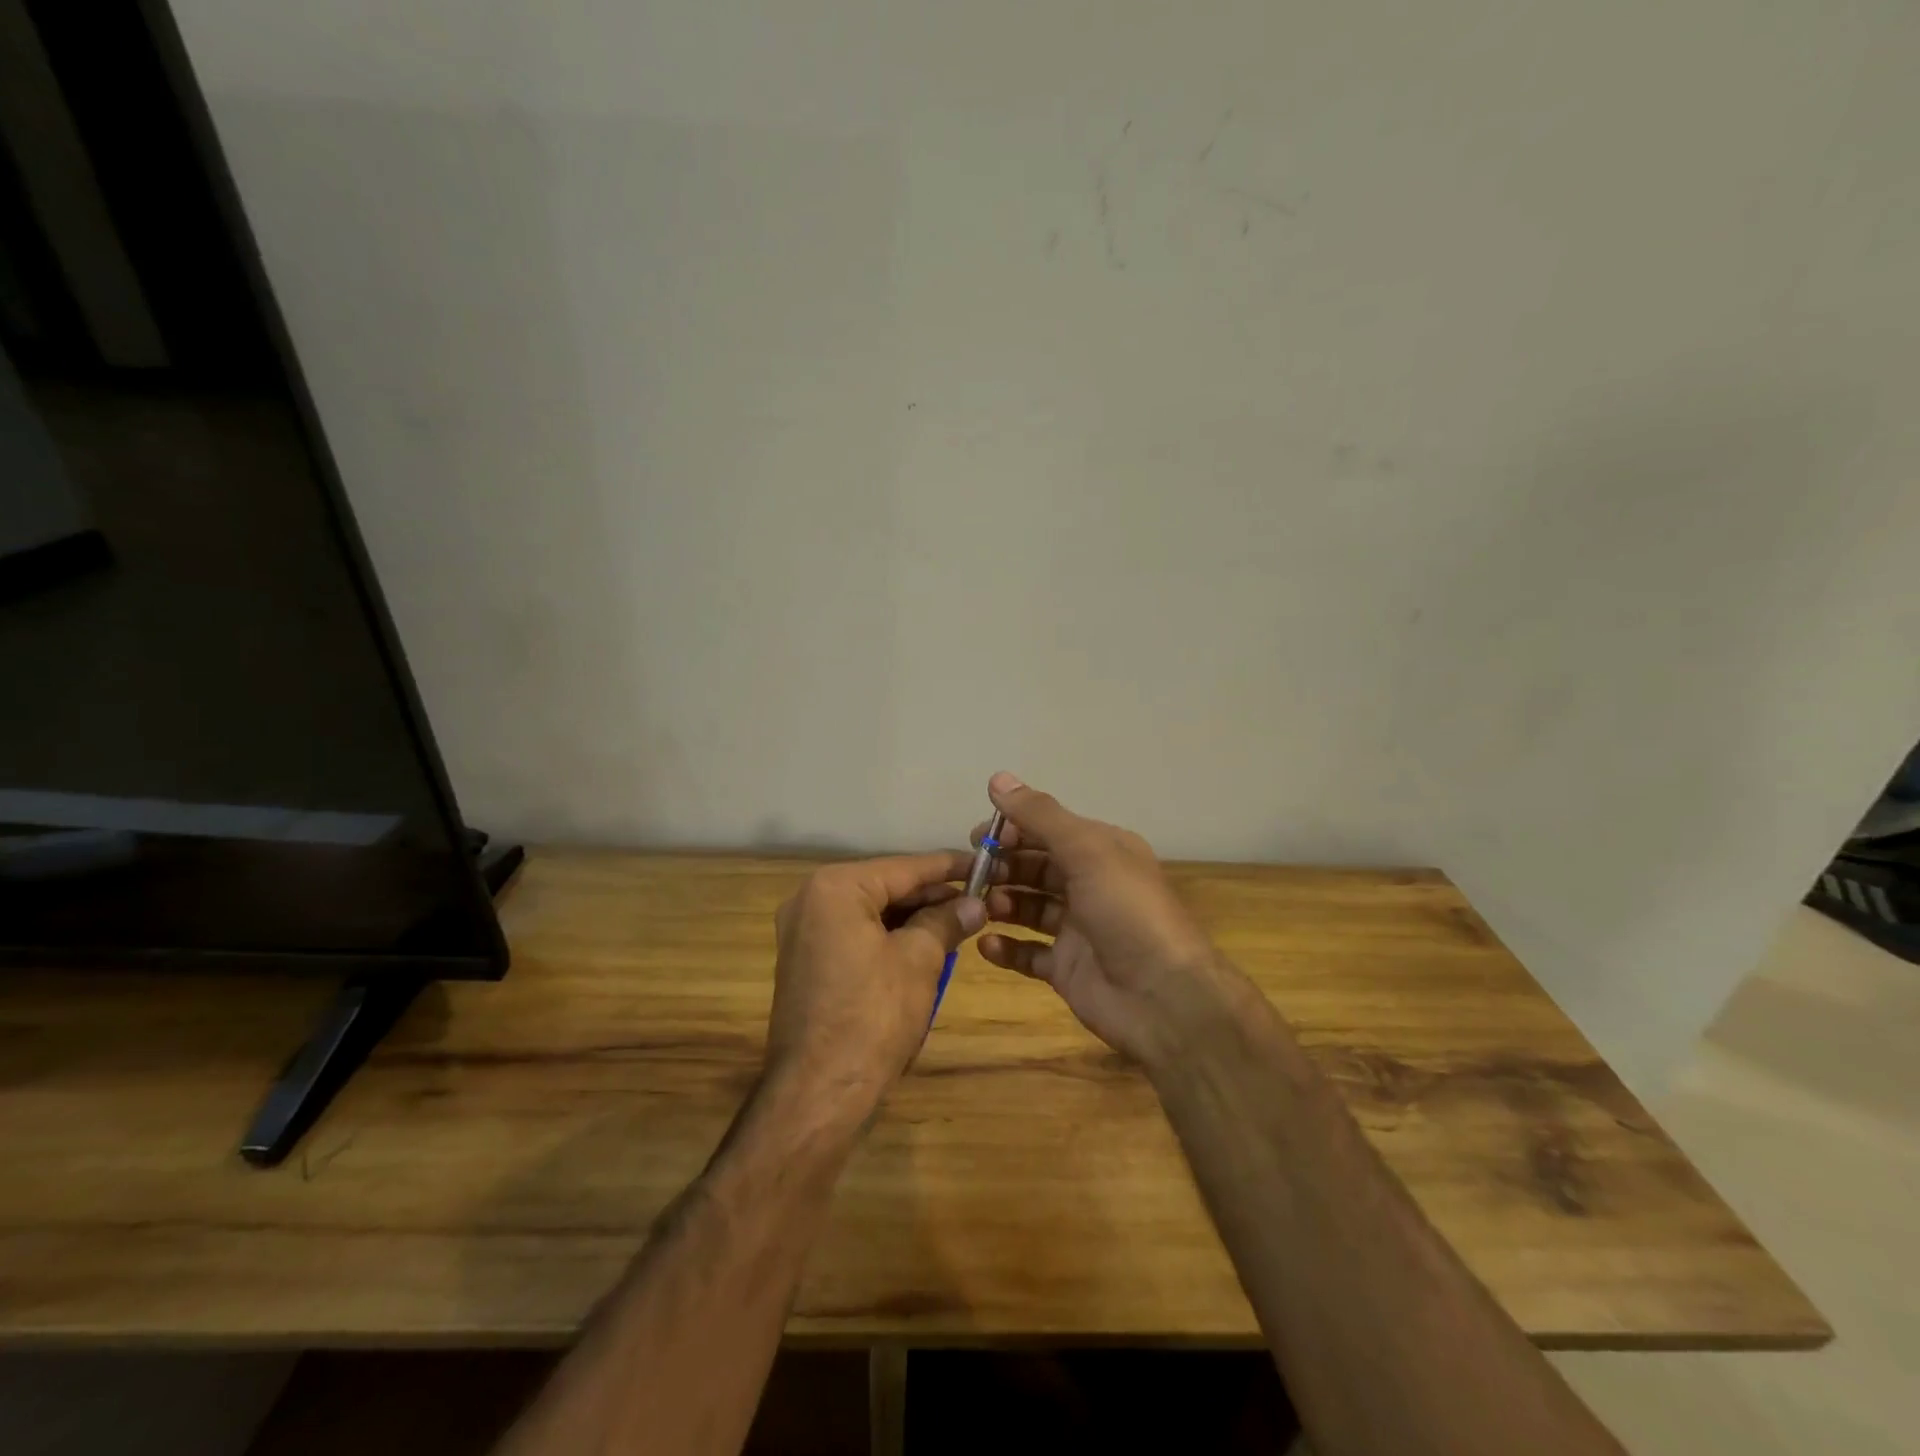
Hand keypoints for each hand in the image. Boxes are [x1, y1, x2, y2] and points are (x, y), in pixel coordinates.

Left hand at [763, 852, 985, 1118]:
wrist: (819, 1092)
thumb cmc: (872, 1016)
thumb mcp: (920, 960)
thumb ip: (947, 921)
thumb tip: (976, 905)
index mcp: (835, 888)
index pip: (904, 867)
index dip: (949, 867)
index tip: (986, 864)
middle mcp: (811, 900)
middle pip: (886, 887)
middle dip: (932, 896)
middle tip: (979, 901)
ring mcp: (804, 933)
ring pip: (872, 912)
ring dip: (914, 918)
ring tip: (959, 924)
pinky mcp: (807, 962)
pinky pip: (856, 935)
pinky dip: (890, 938)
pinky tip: (925, 947)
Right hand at [976, 773, 1226, 1065]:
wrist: (1164, 998)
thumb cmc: (1127, 912)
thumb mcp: (1086, 850)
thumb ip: (1040, 815)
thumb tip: (997, 778)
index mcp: (1102, 850)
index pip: (1048, 828)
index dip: (1013, 829)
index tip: (979, 838)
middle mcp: (1090, 884)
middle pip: (1036, 866)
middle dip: (1004, 866)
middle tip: (973, 875)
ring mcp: (1078, 928)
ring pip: (1029, 906)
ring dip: (1003, 903)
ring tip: (982, 907)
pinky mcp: (1067, 968)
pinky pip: (1028, 953)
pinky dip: (1006, 947)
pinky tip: (986, 945)